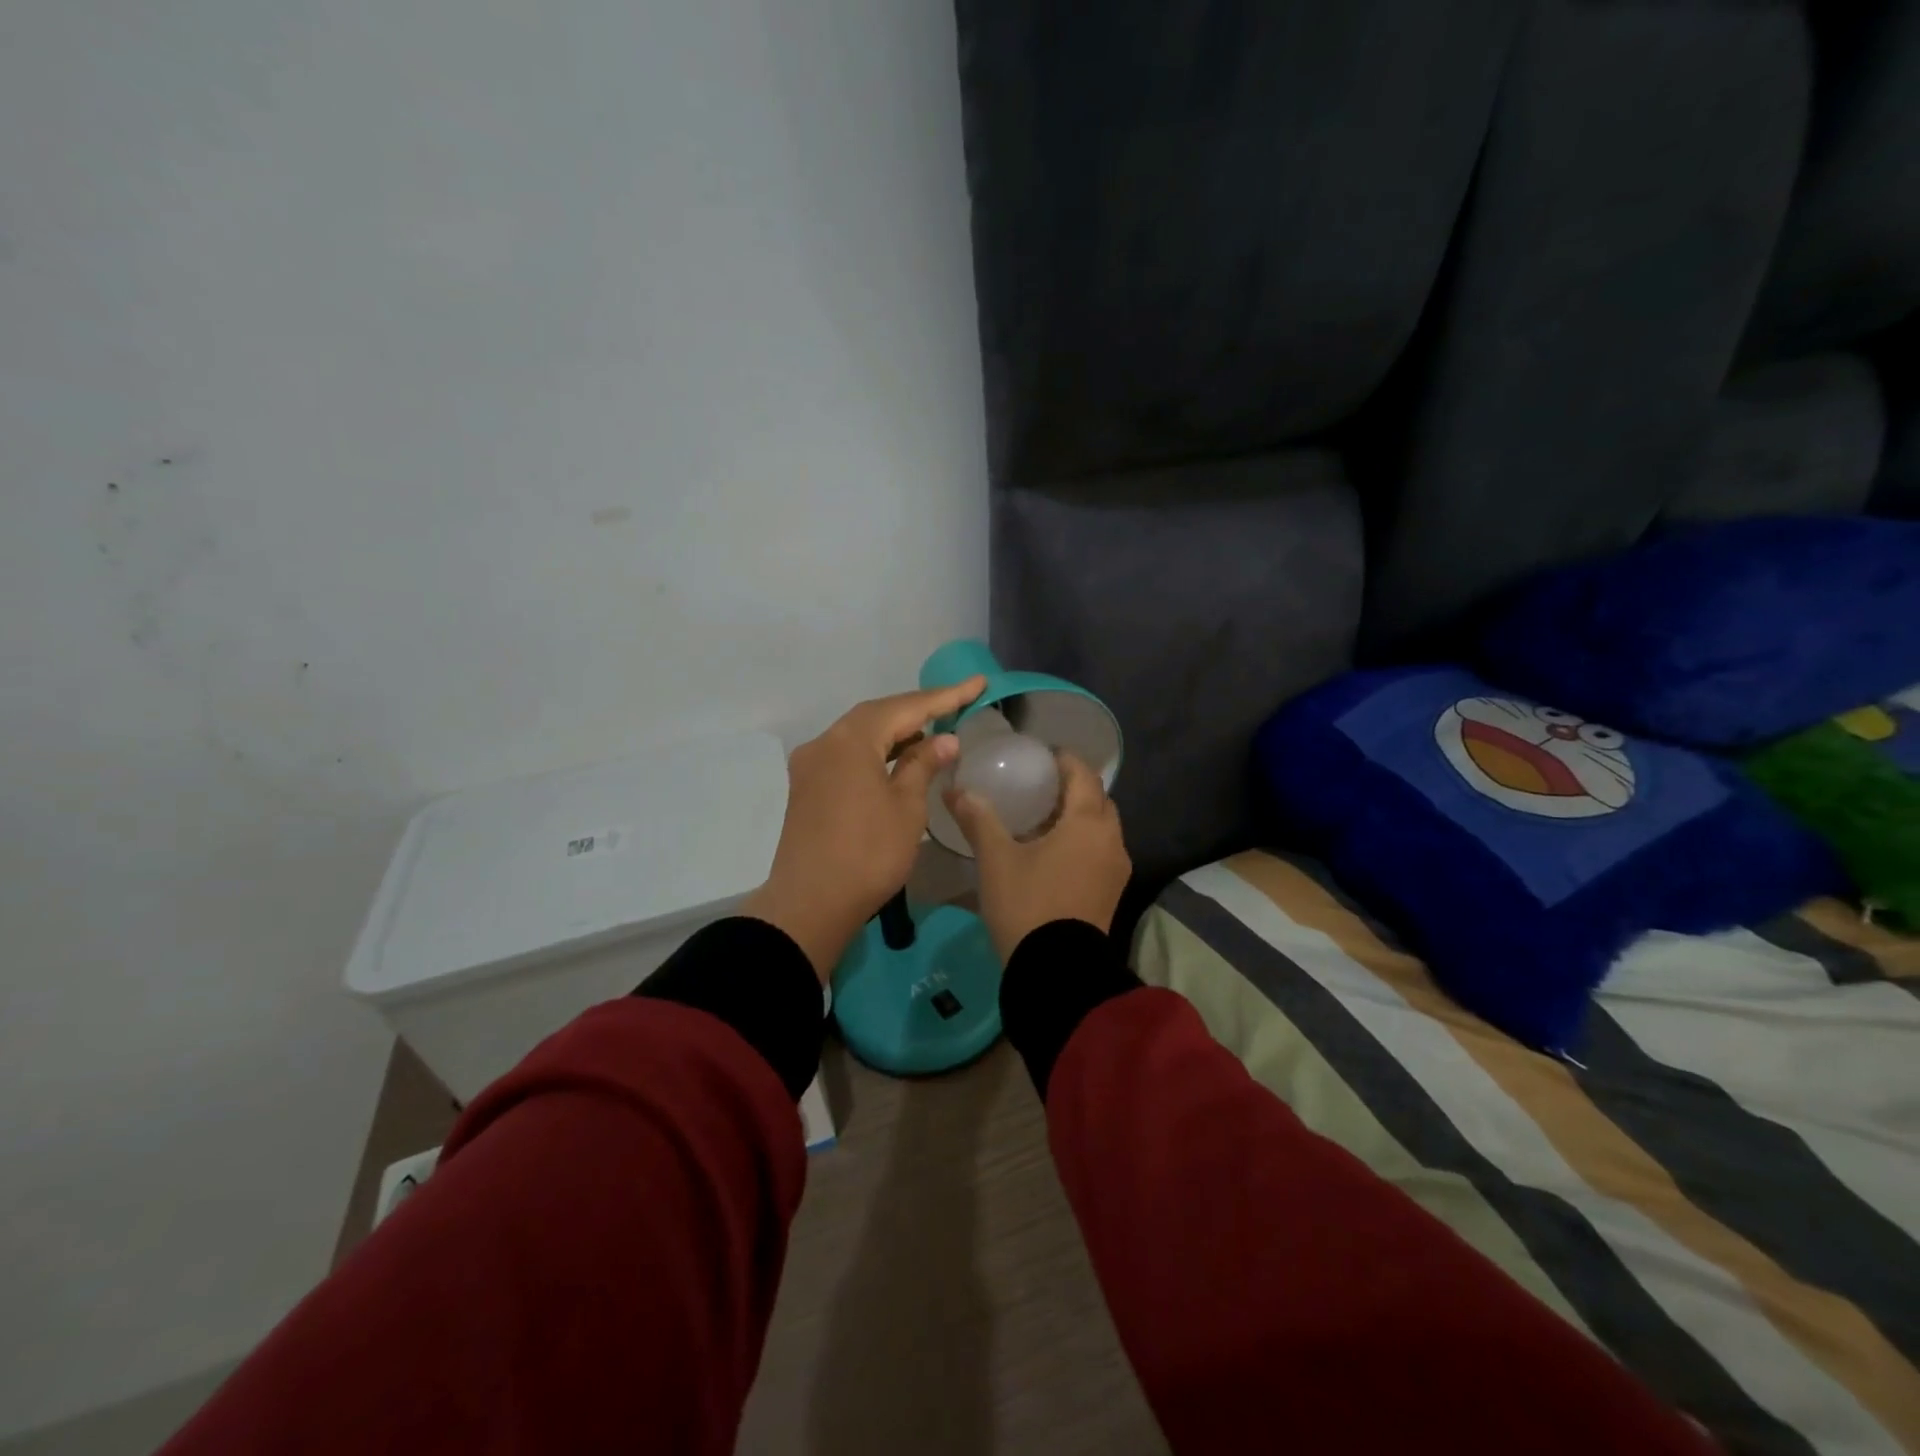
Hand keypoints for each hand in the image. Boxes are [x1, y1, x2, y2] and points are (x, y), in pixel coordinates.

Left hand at [743, 676, 986, 980]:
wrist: (810, 904)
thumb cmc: (868, 854)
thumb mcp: (906, 807)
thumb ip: (923, 765)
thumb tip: (943, 739)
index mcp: (850, 740)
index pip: (905, 708)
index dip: (945, 696)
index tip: (977, 683)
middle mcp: (825, 742)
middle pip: (878, 715)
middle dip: (918, 710)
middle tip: (957, 704)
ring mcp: (811, 766)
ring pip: (860, 735)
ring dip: (896, 732)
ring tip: (933, 732)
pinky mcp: (807, 788)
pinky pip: (847, 755)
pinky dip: (876, 752)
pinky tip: (898, 760)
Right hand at [945, 752, 1131, 962]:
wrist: (1056, 971)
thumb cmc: (1027, 904)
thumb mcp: (996, 859)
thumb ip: (978, 819)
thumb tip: (955, 790)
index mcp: (1088, 822)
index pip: (1083, 774)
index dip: (1064, 760)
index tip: (1041, 755)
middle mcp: (1111, 840)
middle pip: (1097, 799)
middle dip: (1073, 787)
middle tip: (1040, 785)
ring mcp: (1116, 869)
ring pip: (1101, 827)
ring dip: (1078, 816)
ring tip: (1042, 817)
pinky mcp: (1111, 892)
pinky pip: (1100, 851)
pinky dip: (1082, 840)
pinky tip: (1052, 851)